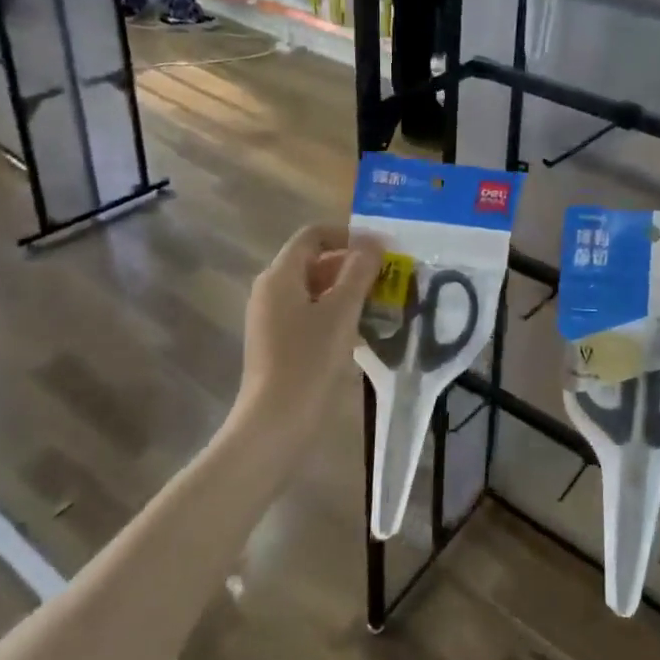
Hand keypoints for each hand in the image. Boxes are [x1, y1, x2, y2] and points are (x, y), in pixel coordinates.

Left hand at [238, 224, 383, 438]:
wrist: (274, 425)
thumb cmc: (308, 362)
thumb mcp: (341, 312)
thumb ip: (359, 271)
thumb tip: (374, 242)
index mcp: (280, 276)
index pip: (313, 235)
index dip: (349, 235)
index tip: (381, 250)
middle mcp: (271, 290)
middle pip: (315, 260)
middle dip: (352, 264)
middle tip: (388, 278)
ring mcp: (272, 318)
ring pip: (315, 289)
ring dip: (348, 289)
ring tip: (382, 302)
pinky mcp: (278, 342)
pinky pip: (310, 313)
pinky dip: (336, 312)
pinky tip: (362, 329)